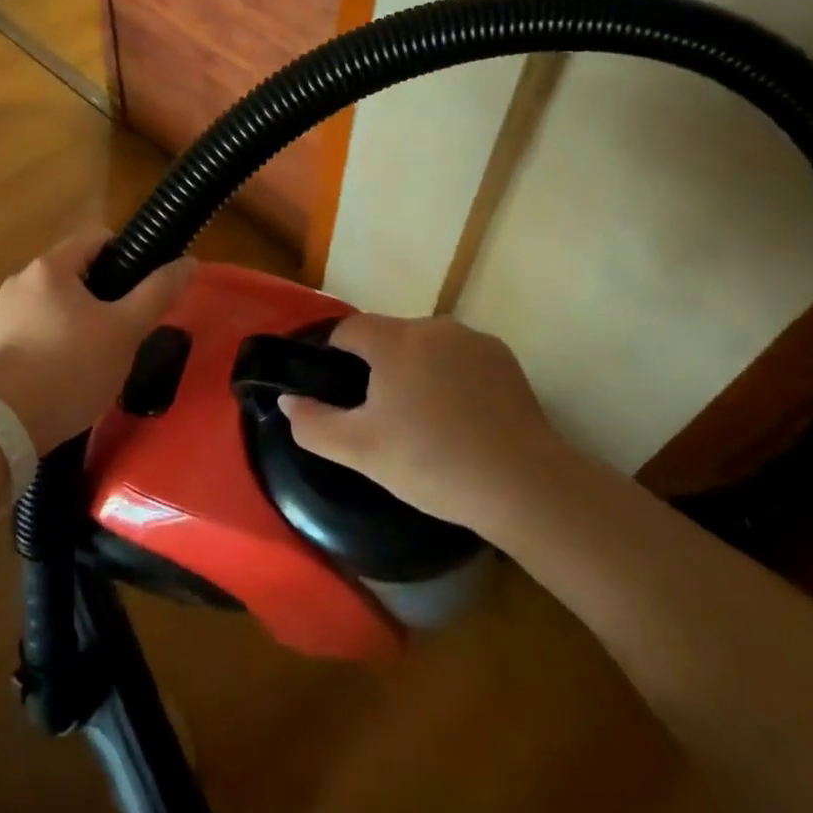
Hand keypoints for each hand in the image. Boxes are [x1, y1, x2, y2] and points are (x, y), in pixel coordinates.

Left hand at [0, 228, 195, 454]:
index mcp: (50, 266)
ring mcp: (5, 312)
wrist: (2, 428)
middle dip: (107, 296)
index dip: (128, 258)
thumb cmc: (70, 369)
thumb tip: (189, 262)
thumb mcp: (125, 331)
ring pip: (60, 303)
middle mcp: (22, 280)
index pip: (98, 238)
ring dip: (84, 320)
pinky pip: (40, 328)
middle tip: (127, 330)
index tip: (143, 292)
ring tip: (101, 357)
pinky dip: (60, 341)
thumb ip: (157, 293)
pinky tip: (71, 374)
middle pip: (79, 271)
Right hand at [279, 314, 565, 529]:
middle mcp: (433, 326)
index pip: (349, 330)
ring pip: (427, 348)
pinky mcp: (504, 358)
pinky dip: (453, 379)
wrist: (524, 485)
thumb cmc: (432, 463)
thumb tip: (288, 400)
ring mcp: (473, 339)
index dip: (336, 358)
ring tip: (426, 423)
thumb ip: (313, 424)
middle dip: (380, 369)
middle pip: (389, 338)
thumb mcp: (361, 451)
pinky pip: (461, 359)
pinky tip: (463, 420)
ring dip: (418, 372)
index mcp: (395, 340)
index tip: (342, 395)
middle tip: (384, 419)